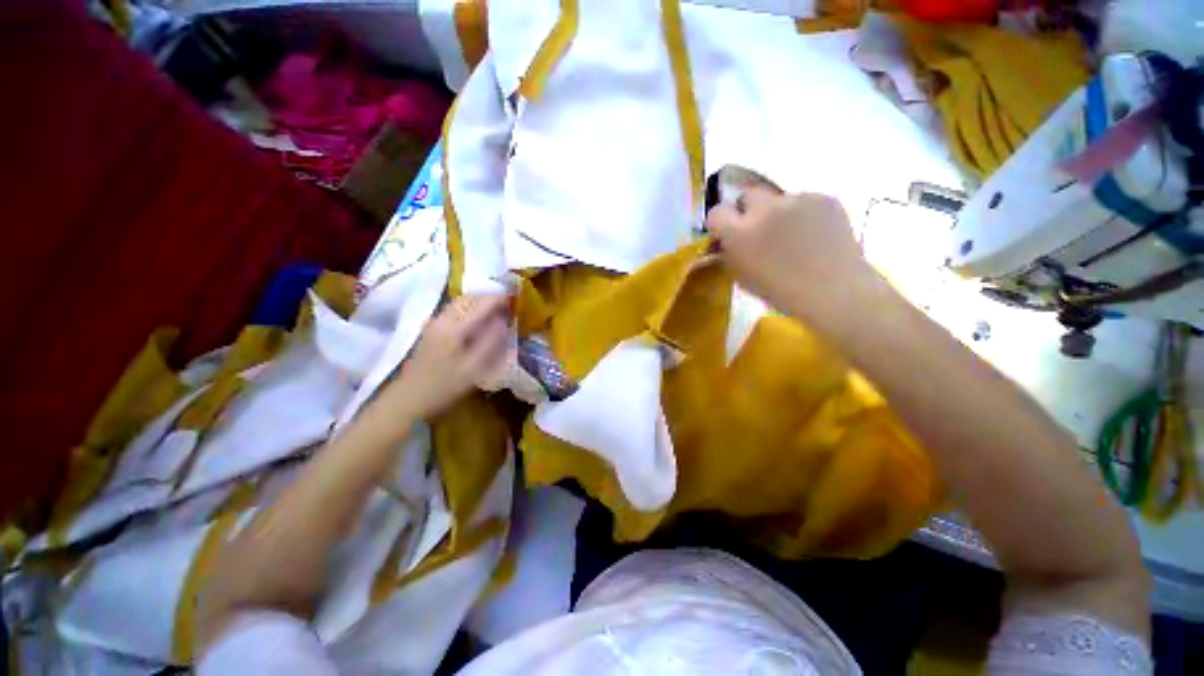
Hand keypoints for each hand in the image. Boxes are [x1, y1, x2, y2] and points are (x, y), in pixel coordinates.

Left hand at [385, 295, 509, 418]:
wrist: (406, 400)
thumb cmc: (443, 387)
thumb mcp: (473, 369)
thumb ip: (490, 343)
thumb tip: (504, 323)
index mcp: (454, 328)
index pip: (481, 304)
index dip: (500, 298)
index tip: (516, 297)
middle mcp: (443, 319)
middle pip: (469, 298)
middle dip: (490, 297)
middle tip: (508, 304)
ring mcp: (434, 323)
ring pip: (460, 302)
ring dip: (479, 302)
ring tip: (496, 310)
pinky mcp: (431, 330)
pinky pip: (454, 310)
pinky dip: (469, 308)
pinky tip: (477, 320)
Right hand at [706, 188, 877, 328]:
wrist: (833, 291)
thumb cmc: (781, 292)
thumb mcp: (742, 277)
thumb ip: (730, 253)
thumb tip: (727, 241)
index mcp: (739, 233)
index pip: (717, 212)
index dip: (722, 222)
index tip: (728, 232)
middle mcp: (764, 209)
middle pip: (747, 195)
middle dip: (749, 210)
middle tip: (761, 229)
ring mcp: (796, 199)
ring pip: (779, 199)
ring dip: (780, 213)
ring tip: (796, 236)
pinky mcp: (823, 197)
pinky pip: (805, 201)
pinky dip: (806, 214)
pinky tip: (815, 235)